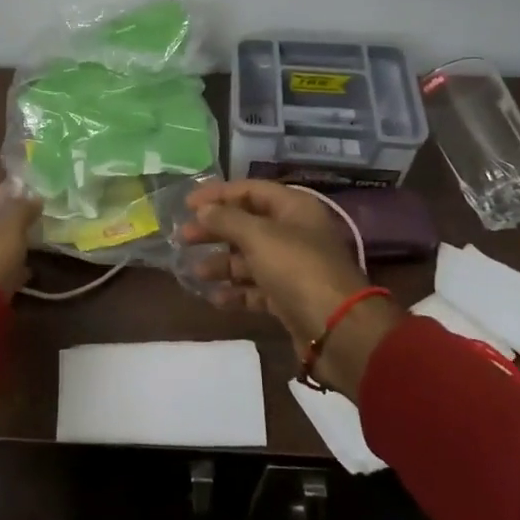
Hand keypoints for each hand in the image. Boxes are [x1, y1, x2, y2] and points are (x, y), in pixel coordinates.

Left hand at [0, 188, 41, 295]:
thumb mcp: (10, 229)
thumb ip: (22, 210)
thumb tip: (34, 198)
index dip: (6, 200)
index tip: (28, 202)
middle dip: (7, 227)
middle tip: (32, 226)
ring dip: (7, 250)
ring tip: (33, 249)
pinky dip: (5, 270)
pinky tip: (25, 273)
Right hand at [181, 179, 402, 396]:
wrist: (338, 330)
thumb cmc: (297, 269)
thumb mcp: (259, 237)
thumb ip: (227, 219)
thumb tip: (203, 210)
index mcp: (293, 208)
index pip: (249, 190)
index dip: (217, 194)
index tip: (186, 205)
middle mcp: (294, 232)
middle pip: (246, 223)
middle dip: (214, 230)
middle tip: (182, 238)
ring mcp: (292, 266)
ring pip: (249, 258)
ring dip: (221, 263)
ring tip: (195, 271)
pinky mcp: (289, 297)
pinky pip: (256, 288)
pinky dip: (236, 290)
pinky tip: (215, 297)